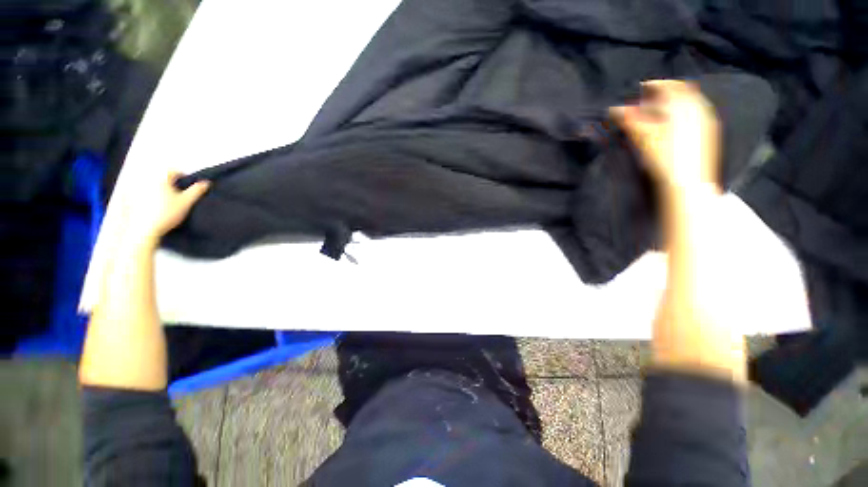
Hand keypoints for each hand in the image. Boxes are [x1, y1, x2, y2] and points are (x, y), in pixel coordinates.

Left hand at [118, 172, 209, 249]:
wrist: (145, 228)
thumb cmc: (168, 213)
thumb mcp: (186, 202)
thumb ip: (197, 190)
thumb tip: (206, 182)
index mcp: (161, 178)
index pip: (173, 171)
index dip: (182, 176)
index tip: (186, 185)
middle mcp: (147, 180)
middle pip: (160, 176)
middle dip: (168, 182)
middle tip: (176, 193)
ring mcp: (136, 188)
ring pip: (149, 184)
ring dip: (157, 188)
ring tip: (164, 200)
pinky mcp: (129, 198)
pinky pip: (137, 191)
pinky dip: (144, 195)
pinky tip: (150, 205)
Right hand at [610, 80, 720, 194]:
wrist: (687, 183)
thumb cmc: (663, 156)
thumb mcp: (642, 136)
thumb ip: (628, 119)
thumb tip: (613, 108)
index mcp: (683, 103)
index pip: (668, 85)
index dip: (652, 85)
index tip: (639, 89)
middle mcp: (698, 107)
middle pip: (681, 92)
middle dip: (663, 94)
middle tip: (647, 102)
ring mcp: (706, 120)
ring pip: (689, 103)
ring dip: (673, 104)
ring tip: (657, 114)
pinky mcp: (709, 133)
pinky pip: (695, 114)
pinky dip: (682, 114)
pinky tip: (671, 125)